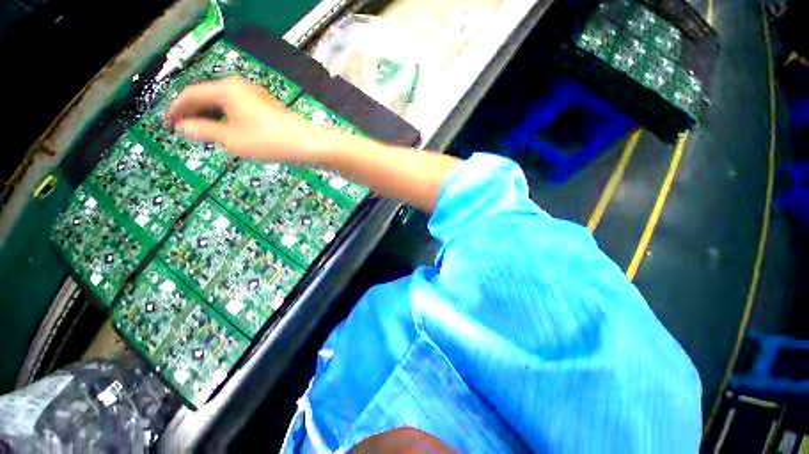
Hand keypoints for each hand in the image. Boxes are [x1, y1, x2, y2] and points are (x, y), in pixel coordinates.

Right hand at [165, 78, 345, 163]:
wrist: (308, 144)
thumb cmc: (269, 141)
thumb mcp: (232, 140)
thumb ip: (204, 132)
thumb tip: (183, 127)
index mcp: (226, 89)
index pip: (191, 95)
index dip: (176, 110)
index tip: (167, 126)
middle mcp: (240, 87)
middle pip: (208, 97)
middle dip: (194, 113)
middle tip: (184, 131)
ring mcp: (256, 96)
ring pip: (224, 104)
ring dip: (211, 117)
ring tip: (204, 134)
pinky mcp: (267, 107)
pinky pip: (239, 110)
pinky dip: (228, 119)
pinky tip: (229, 132)